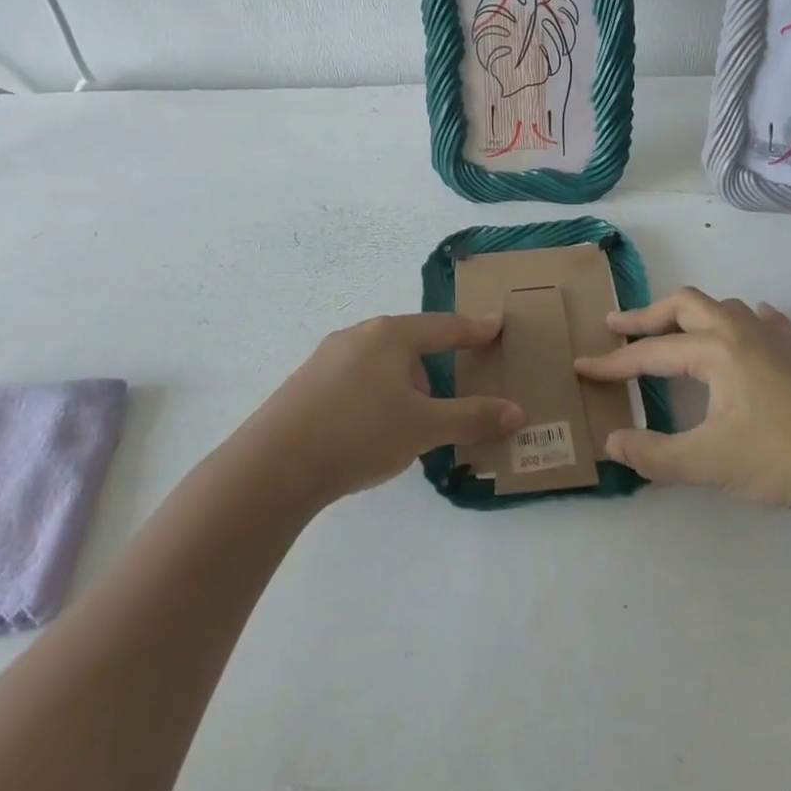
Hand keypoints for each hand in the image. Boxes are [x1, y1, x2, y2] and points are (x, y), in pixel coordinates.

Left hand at [231, 312, 523, 507]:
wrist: (272, 466)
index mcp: (391, 335)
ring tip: (409, 424)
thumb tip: (517, 413)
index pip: (444, 327)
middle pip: (410, 343)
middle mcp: (358, 336)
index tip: (495, 324)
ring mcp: (326, 359)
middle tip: (449, 394)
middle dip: (434, 367)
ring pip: (380, 364)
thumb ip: (472, 418)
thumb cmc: (360, 433)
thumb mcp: (424, 427)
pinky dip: (375, 397)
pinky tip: (370, 430)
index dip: (474, 329)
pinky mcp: (305, 385)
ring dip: (402, 386)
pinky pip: (355, 381)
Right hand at [573, 287, 790, 508]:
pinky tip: (751, 328)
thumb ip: (654, 455)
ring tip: (675, 331)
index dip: (613, 363)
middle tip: (618, 327)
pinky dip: (748, 321)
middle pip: (685, 305)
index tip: (582, 368)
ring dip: (692, 314)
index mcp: (714, 351)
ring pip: (725, 308)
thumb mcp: (708, 461)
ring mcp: (773, 342)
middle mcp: (740, 333)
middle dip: (648, 316)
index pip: (651, 353)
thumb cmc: (780, 455)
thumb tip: (612, 444)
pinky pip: (769, 325)